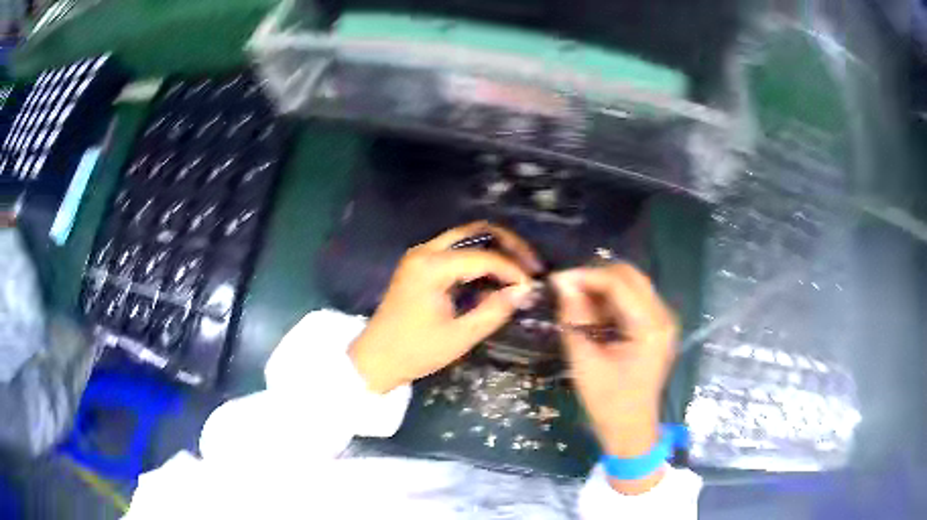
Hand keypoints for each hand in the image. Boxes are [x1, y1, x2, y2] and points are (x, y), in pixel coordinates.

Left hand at [350, 222, 540, 393]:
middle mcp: (425, 251)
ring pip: (467, 238)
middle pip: (476, 232)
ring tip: (518, 271)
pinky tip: (495, 278)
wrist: (376, 358)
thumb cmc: (415, 351)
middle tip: (531, 265)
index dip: (513, 269)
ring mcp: (420, 255)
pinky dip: (479, 260)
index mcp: (431, 266)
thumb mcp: (460, 336)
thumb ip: (494, 311)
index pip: (484, 257)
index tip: (532, 286)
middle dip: (508, 245)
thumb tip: (524, 291)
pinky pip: (456, 251)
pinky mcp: (420, 265)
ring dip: (495, 250)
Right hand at [552, 264, 676, 492]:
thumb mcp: (584, 361)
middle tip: (566, 289)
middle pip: (630, 276)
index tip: (555, 280)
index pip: (618, 283)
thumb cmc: (607, 402)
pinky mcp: (658, 327)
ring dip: (603, 288)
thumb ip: (574, 318)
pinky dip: (612, 300)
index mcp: (650, 328)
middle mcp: (663, 317)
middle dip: (595, 277)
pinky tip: (594, 315)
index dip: (585, 276)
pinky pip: (634, 299)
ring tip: (577, 303)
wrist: (630, 429)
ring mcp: (664, 321)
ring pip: (632, 284)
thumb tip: (562, 283)